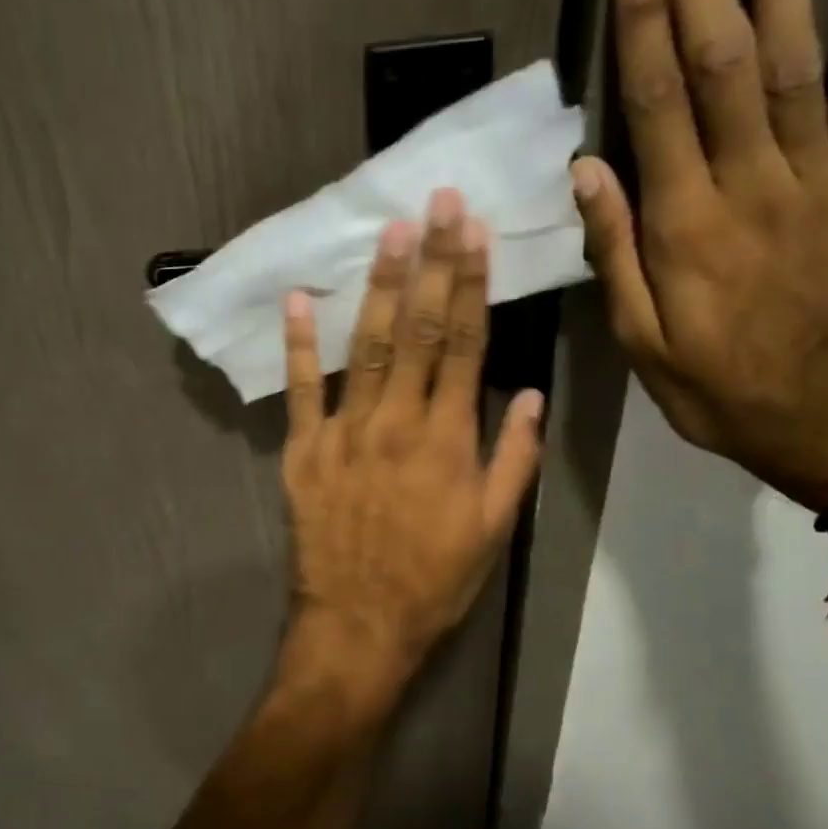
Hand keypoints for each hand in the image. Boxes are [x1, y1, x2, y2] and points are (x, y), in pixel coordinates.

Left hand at [279, 190, 543, 707]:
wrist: (358, 624)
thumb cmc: (433, 581)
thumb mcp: (493, 529)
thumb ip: (513, 458)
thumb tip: (527, 394)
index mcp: (447, 440)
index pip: (465, 345)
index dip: (471, 284)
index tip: (476, 232)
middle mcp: (395, 423)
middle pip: (419, 331)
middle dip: (431, 263)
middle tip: (437, 203)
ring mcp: (343, 434)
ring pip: (366, 348)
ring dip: (379, 288)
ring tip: (391, 234)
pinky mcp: (303, 452)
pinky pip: (301, 390)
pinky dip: (300, 345)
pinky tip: (300, 299)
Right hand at [573, 0, 827, 509]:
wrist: (825, 418)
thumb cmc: (714, 386)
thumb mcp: (640, 341)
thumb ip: (617, 252)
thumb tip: (587, 169)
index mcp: (687, 226)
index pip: (658, 104)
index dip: (643, 21)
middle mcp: (752, 185)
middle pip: (724, 59)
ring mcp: (818, 179)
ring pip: (798, 60)